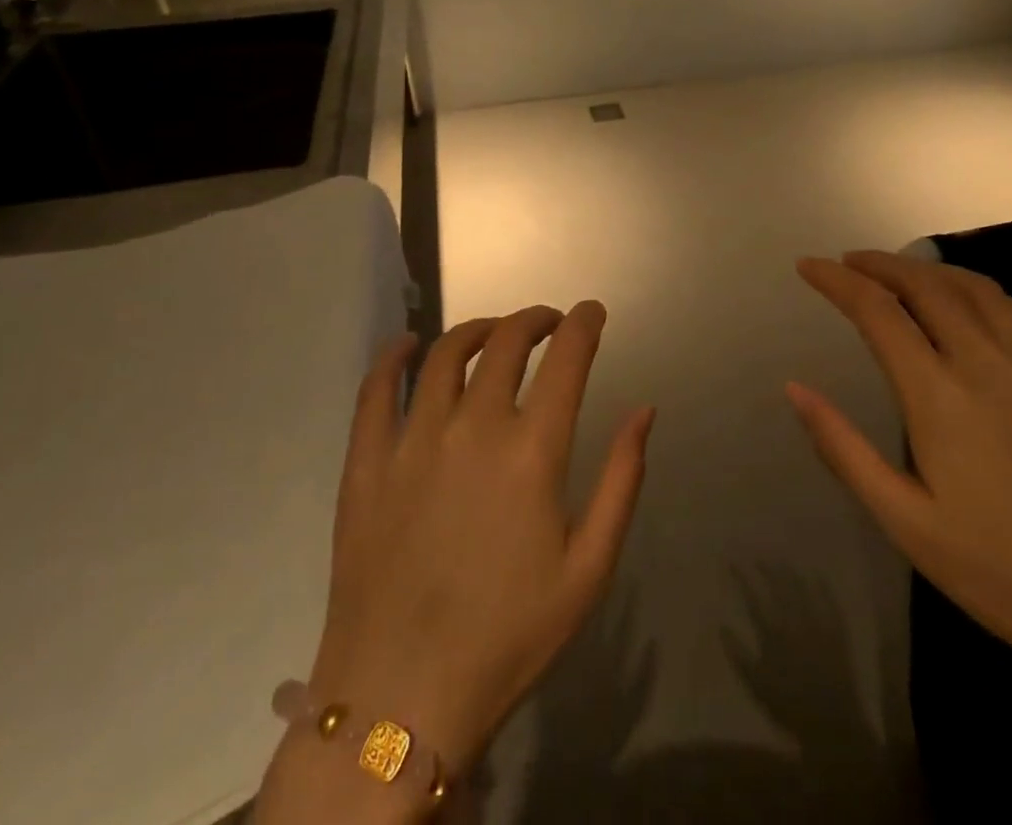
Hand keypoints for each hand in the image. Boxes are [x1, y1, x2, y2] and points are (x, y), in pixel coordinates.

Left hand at [303, 305, 653, 771]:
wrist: (403, 698)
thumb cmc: (508, 637)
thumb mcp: (589, 570)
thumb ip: (622, 481)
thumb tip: (644, 411)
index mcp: (532, 451)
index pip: (567, 358)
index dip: (583, 323)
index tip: (591, 312)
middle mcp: (473, 427)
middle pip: (506, 341)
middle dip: (535, 319)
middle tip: (548, 323)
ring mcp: (413, 439)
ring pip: (445, 353)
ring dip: (477, 329)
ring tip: (494, 332)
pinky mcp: (366, 461)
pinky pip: (375, 389)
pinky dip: (392, 356)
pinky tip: (406, 344)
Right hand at [790, 252, 1011, 824]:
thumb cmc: (1004, 574)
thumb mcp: (905, 522)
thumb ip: (843, 448)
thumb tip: (794, 388)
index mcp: (938, 393)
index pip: (876, 310)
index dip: (837, 280)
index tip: (809, 266)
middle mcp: (988, 360)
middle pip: (926, 284)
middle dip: (881, 264)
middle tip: (851, 261)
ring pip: (979, 289)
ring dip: (933, 271)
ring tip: (907, 274)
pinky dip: (992, 295)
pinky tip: (985, 309)